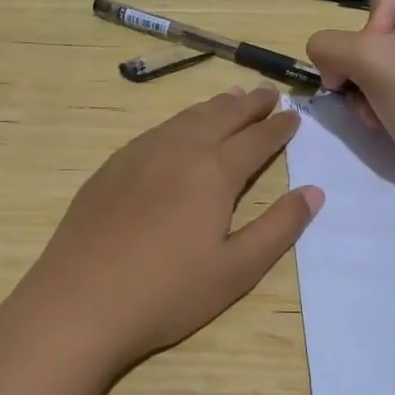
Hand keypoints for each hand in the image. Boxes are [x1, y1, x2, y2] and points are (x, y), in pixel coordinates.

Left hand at [9, 86, 322, 380]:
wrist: (80, 301)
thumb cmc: (168, 292)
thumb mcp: (237, 269)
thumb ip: (279, 227)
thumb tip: (314, 191)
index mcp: (213, 172)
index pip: (255, 140)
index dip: (278, 128)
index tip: (294, 115)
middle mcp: (177, 150)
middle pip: (220, 117)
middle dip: (248, 105)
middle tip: (268, 93)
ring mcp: (138, 155)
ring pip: (184, 119)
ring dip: (213, 106)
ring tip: (231, 97)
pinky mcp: (110, 168)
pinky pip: (155, 131)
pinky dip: (178, 121)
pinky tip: (177, 130)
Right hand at [306, 0, 394, 200]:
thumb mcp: (373, 62)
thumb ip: (330, 44)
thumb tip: (323, 56)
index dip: (373, 16)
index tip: (381, 53)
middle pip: (376, 22)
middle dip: (361, 59)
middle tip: (368, 86)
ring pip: (372, 56)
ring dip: (362, 85)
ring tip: (372, 110)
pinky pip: (383, 81)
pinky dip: (373, 101)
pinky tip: (379, 120)